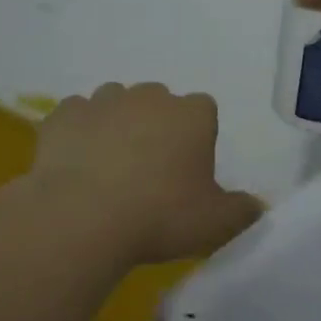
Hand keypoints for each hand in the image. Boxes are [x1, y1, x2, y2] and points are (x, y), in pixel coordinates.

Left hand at [30, 83, 263, 264]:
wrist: (82, 217)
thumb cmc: (160, 216)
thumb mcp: (216, 223)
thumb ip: (242, 211)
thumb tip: (256, 207)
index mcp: (191, 114)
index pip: (204, 111)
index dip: (198, 138)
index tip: (189, 170)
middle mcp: (149, 97)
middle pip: (159, 103)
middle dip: (157, 127)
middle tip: (150, 171)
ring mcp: (103, 101)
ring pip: (116, 104)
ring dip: (117, 126)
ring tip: (109, 168)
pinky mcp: (64, 114)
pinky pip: (76, 117)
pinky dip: (78, 133)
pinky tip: (76, 164)